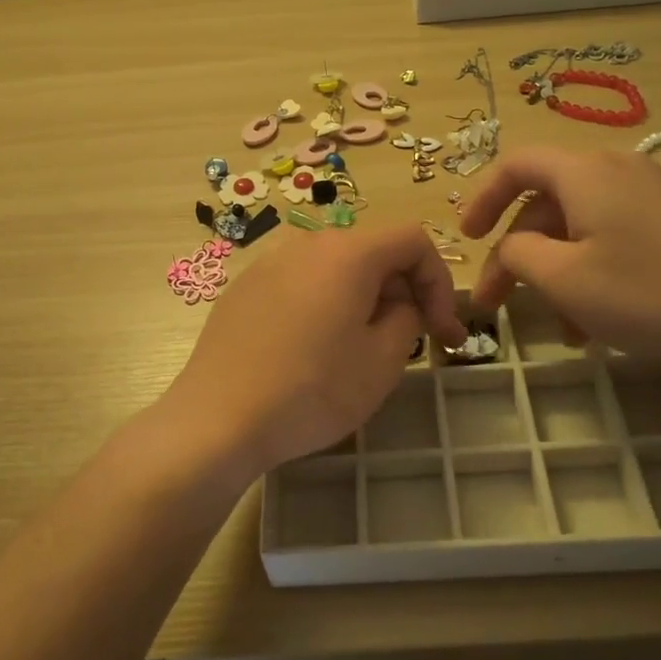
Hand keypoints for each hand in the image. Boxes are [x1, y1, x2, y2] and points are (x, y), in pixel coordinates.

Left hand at [162, 225, 467, 473]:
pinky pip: (300, 284)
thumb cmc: (312, 390)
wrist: (217, 419)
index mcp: (348, 252)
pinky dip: (323, 305)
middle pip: (372, 251)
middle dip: (401, 291)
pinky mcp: (243, 289)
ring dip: (362, 299)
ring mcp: (268, 263)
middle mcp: (306, 244)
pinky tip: (311, 351)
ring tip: (360, 348)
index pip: (412, 240)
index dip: (439, 282)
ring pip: (335, 269)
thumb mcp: (383, 361)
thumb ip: (407, 317)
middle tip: (410, 342)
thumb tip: (398, 304)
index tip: (443, 331)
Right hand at [460, 147, 660, 363]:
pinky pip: (611, 238)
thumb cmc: (647, 292)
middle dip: (516, 254)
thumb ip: (516, 254)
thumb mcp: (563, 278)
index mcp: (584, 171)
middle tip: (499, 302)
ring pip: (578, 228)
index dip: (482, 198)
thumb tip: (510, 245)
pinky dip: (590, 273)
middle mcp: (615, 169)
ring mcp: (648, 195)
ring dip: (556, 273)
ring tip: (559, 329)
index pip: (515, 165)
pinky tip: (595, 323)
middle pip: (545, 203)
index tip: (467, 237)